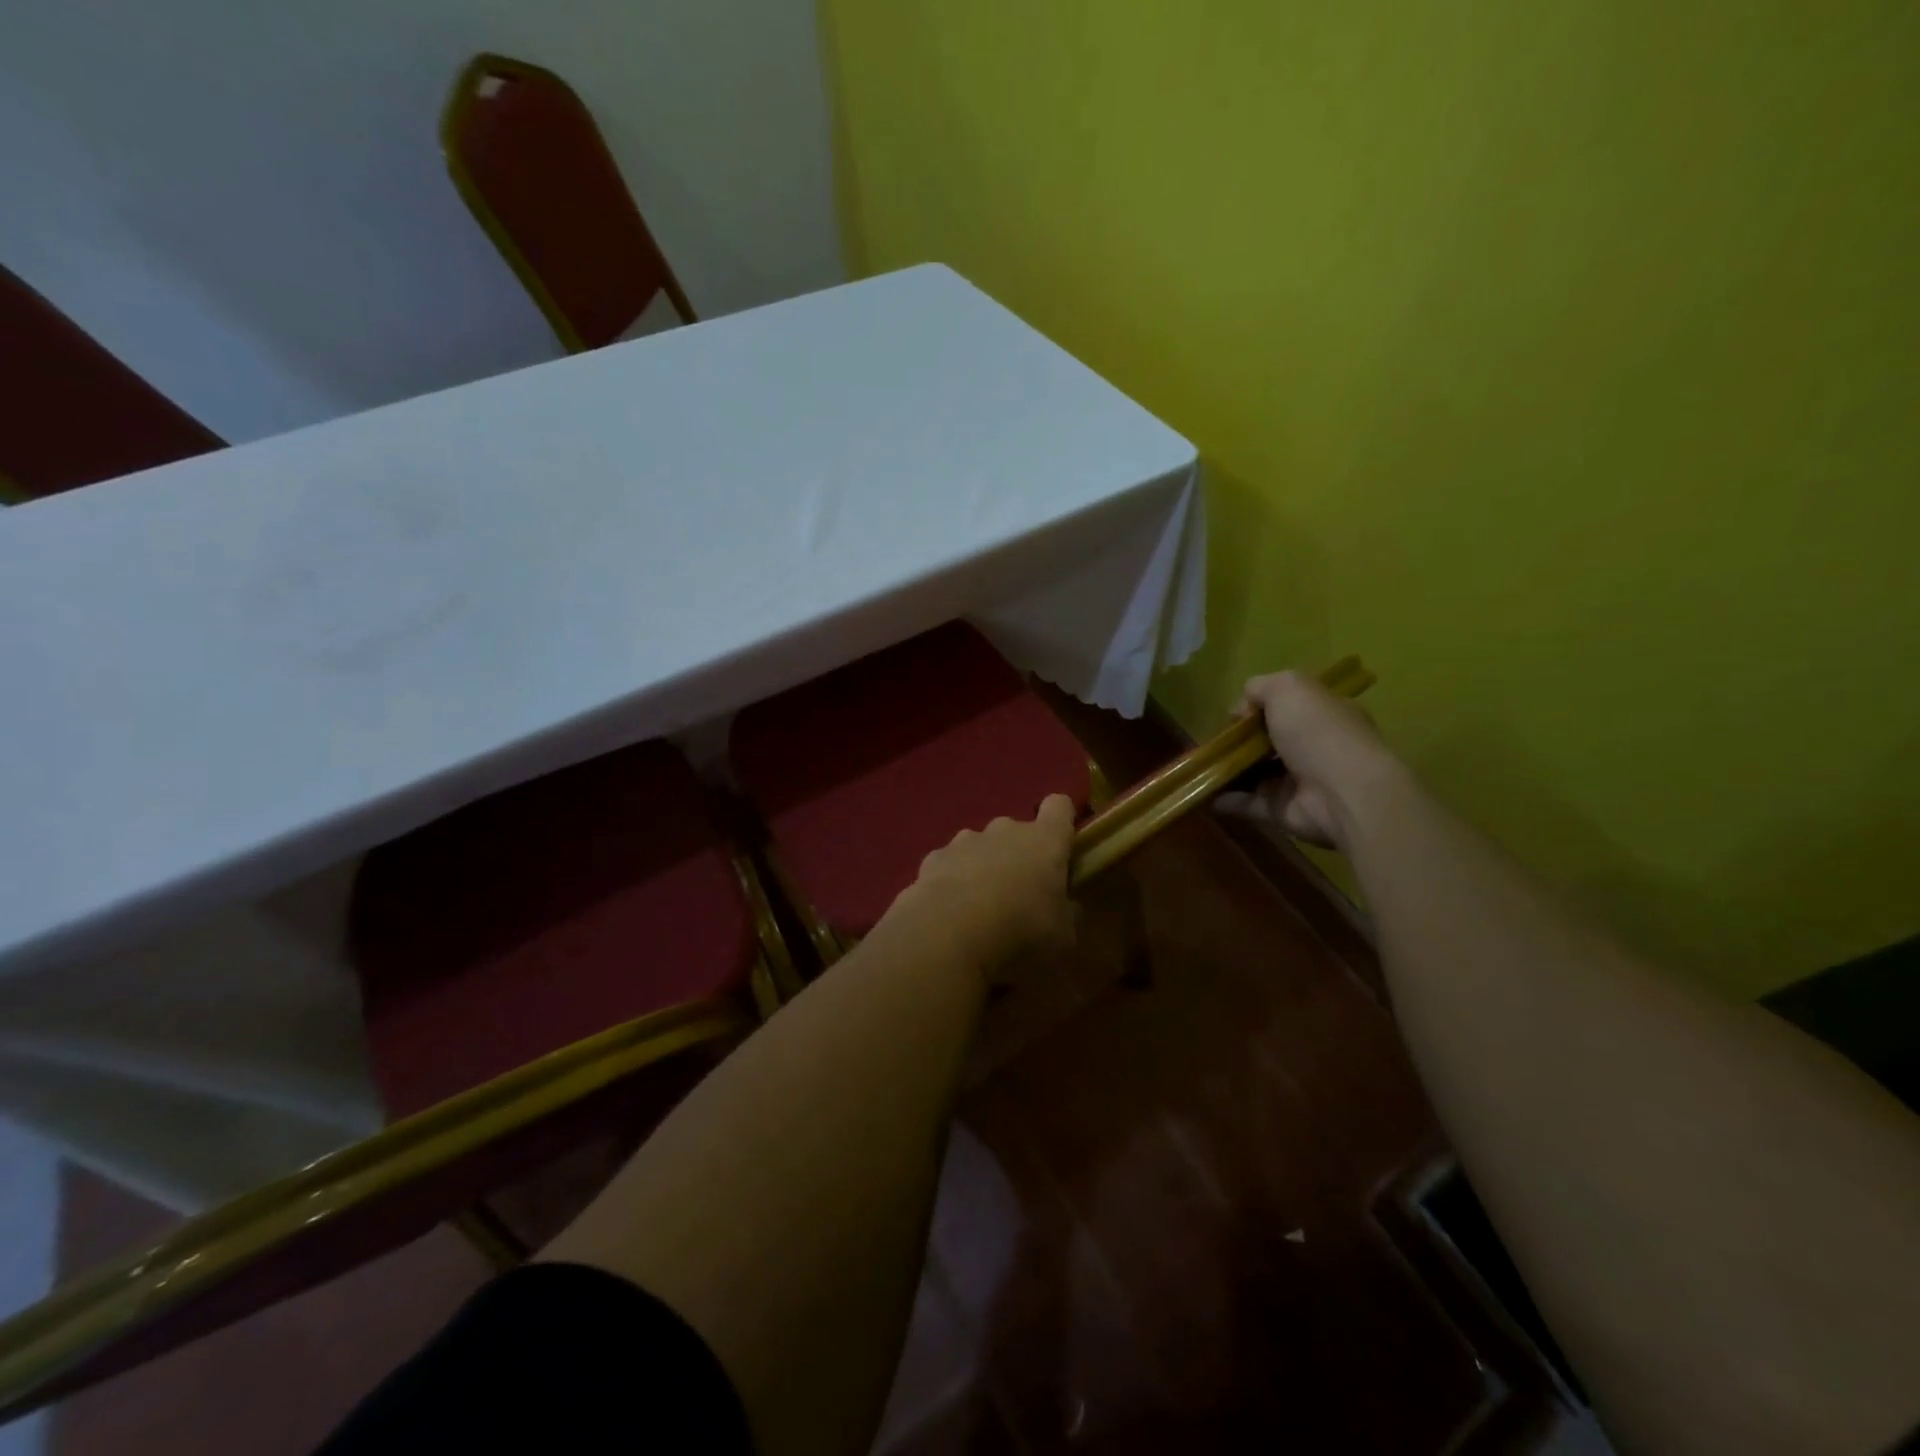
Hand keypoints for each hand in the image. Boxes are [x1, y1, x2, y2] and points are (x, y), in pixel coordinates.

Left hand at [888, 795, 1077, 974]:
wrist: (947, 934)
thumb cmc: (1020, 930)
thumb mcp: (1062, 936)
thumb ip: (1066, 915)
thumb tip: (1067, 907)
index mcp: (1044, 841)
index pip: (1059, 807)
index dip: (1061, 821)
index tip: (1062, 845)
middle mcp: (1005, 829)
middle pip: (1018, 831)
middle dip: (1019, 855)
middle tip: (1021, 894)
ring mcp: (965, 840)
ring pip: (981, 846)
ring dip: (984, 867)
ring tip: (980, 908)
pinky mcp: (933, 858)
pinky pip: (950, 864)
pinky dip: (952, 881)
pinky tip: (949, 912)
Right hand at [1217, 671, 1402, 852]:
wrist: (1343, 793)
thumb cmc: (1318, 732)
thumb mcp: (1288, 688)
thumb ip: (1260, 687)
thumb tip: (1241, 708)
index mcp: (1322, 715)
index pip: (1287, 708)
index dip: (1257, 708)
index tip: (1232, 716)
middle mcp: (1313, 747)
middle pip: (1268, 741)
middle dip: (1239, 742)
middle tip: (1212, 743)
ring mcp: (1298, 782)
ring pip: (1255, 773)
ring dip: (1228, 770)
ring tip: (1199, 767)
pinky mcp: (1283, 810)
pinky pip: (1248, 803)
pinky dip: (1225, 800)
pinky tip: (1203, 793)